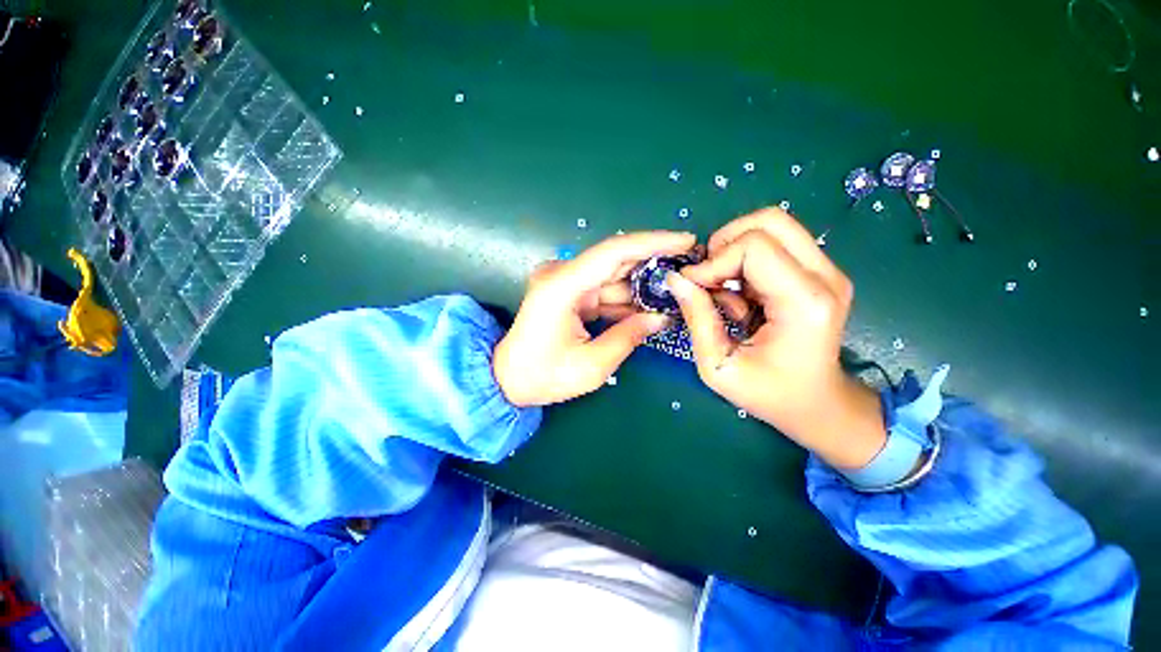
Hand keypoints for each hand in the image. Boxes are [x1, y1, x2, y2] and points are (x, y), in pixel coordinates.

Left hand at [495, 231, 696, 406]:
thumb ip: (629, 337)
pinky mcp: (568, 292)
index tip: (686, 241)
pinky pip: (603, 289)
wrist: (508, 379)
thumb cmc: (544, 376)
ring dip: (642, 283)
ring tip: (677, 290)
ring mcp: (564, 282)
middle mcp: (562, 275)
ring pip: (612, 275)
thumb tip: (662, 318)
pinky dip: (626, 297)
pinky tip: (650, 305)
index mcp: (562, 286)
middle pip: (616, 259)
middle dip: (654, 263)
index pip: (614, 252)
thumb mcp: (592, 366)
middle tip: (689, 267)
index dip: (653, 243)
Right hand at [665, 208, 885, 469]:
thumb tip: (676, 279)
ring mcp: (827, 271)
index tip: (692, 287)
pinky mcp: (819, 273)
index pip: (754, 247)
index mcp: (805, 303)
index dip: (713, 262)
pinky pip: (775, 245)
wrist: (819, 406)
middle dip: (725, 243)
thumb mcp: (719, 366)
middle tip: (707, 277)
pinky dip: (745, 262)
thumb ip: (697, 318)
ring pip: (773, 226)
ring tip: (723, 290)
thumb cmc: (769, 394)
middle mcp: (825, 277)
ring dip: (734, 251)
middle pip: (769, 220)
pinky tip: (740, 296)